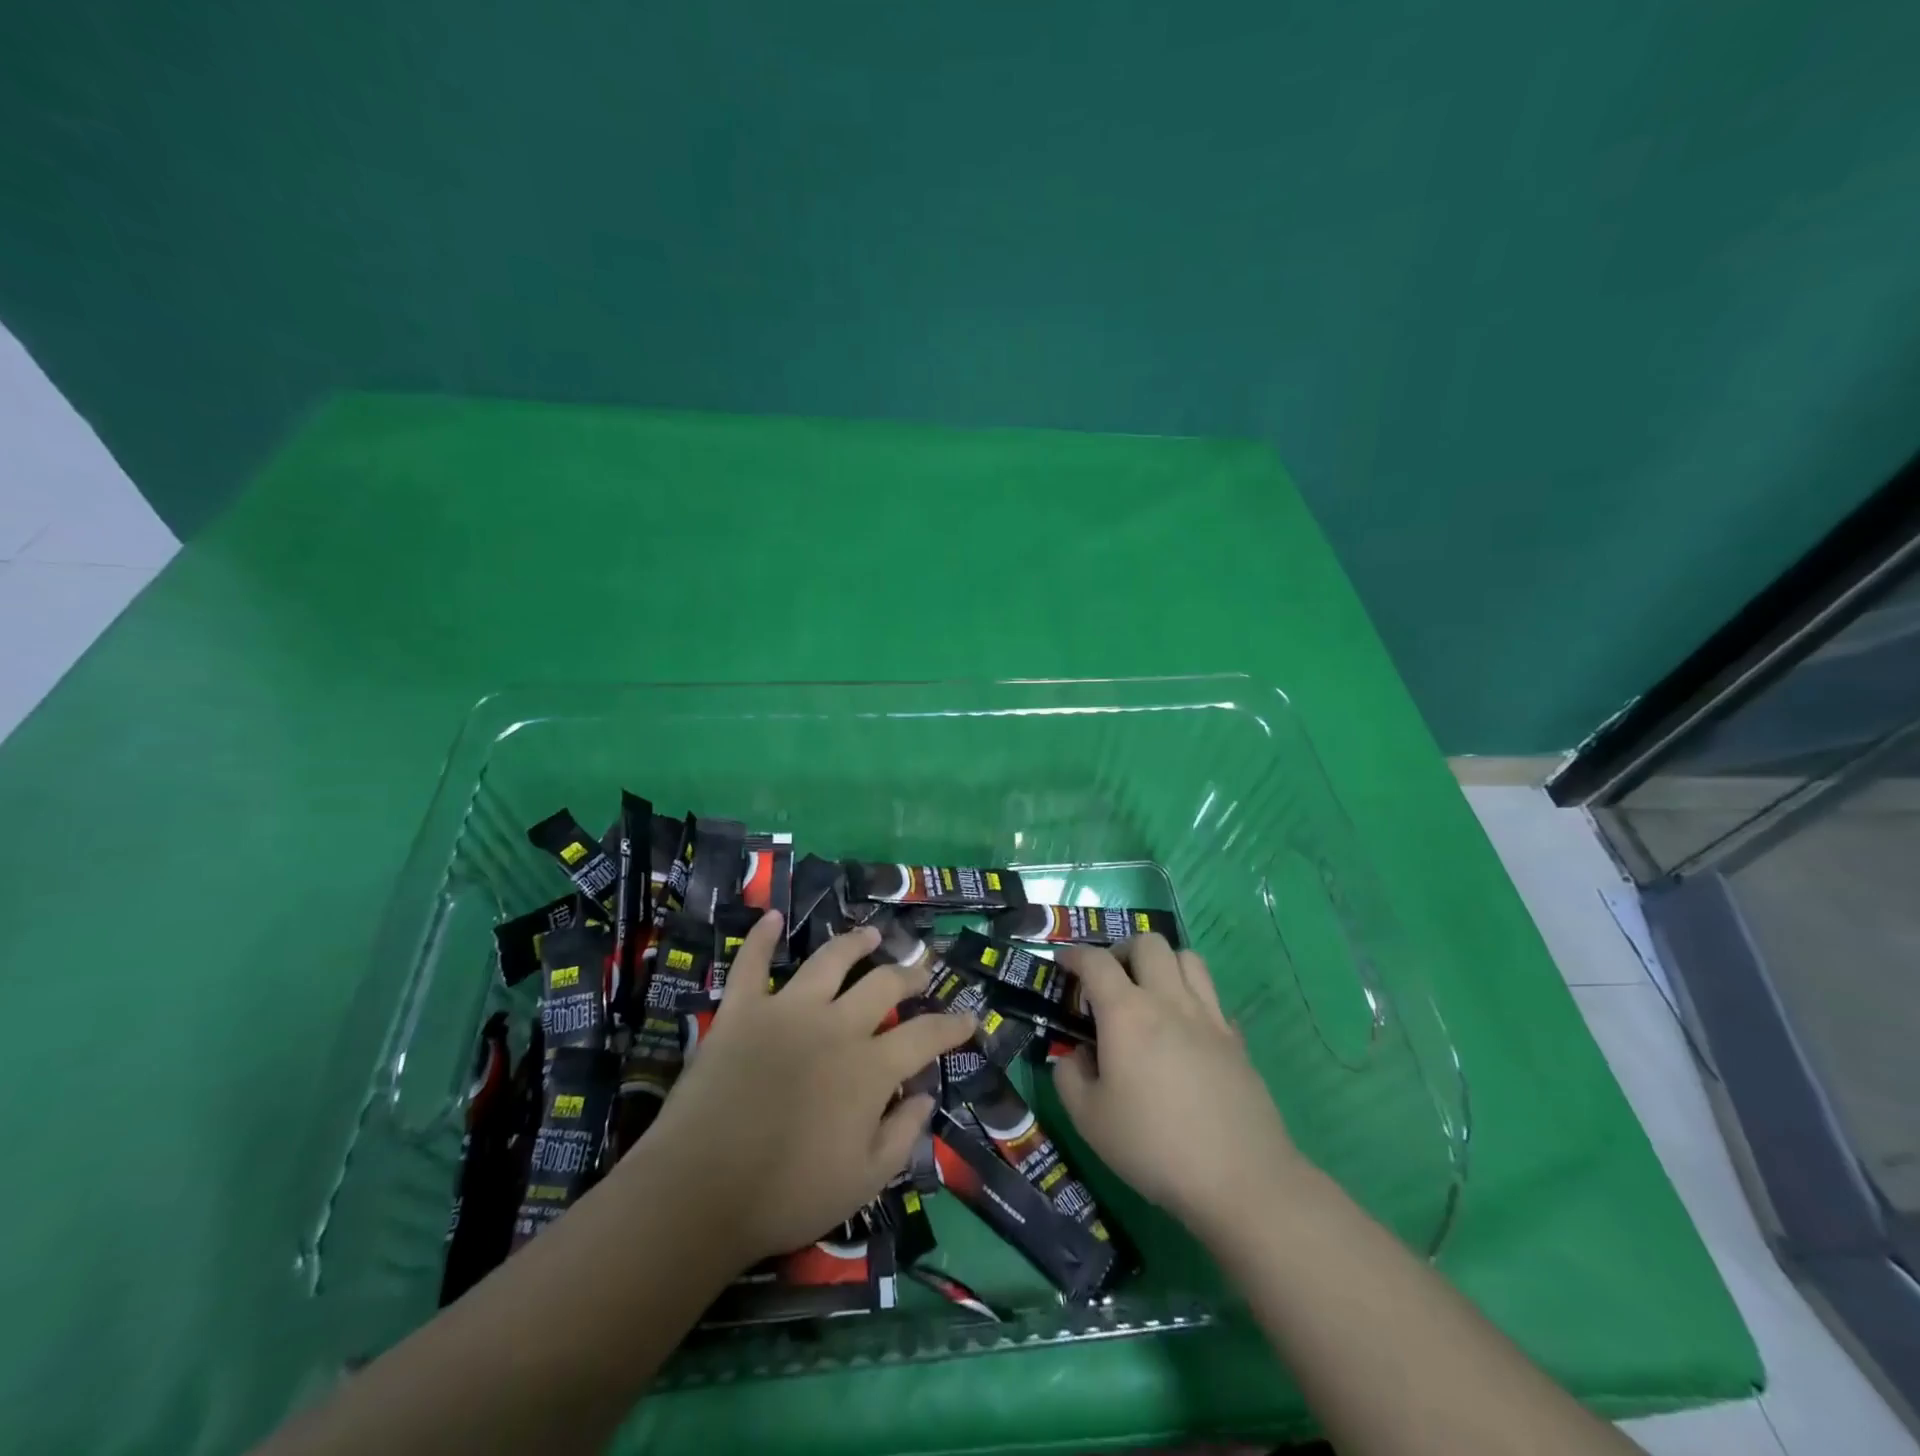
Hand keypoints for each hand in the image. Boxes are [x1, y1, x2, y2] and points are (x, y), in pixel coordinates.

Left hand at [622, 912, 975, 1269]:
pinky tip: (772, 917)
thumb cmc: (787, 1195)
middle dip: (909, 972)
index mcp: (870, 1067)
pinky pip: (751, 964)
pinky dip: (762, 938)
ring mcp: (787, 1011)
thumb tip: (925, 1095)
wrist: (700, 1190)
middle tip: (922, 966)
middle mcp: (836, 1025)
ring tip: (870, 934)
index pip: (925, 1036)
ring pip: (830, 961)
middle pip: (883, 985)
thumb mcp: (864, 1181)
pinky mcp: (742, 1011)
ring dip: (854, 943)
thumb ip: (903, 1135)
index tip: (969, 1017)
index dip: (952, 1025)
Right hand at [1052, 935, 1303, 1241]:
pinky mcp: (1236, 1039)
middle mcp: (1168, 1000)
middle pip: (1148, 943)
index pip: (1096, 962)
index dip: (1074, 955)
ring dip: (1163, 964)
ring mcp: (1208, 1016)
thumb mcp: (1089, 1120)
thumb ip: (1069, 1078)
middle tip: (1110, 980)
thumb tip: (1076, 1056)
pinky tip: (1185, 1030)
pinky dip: (1193, 998)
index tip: (1063, 963)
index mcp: (1126, 1013)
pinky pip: (1212, 996)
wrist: (1240, 1178)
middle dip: (1123, 951)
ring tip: (1150, 993)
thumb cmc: (1154, 1146)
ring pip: (1187, 958)